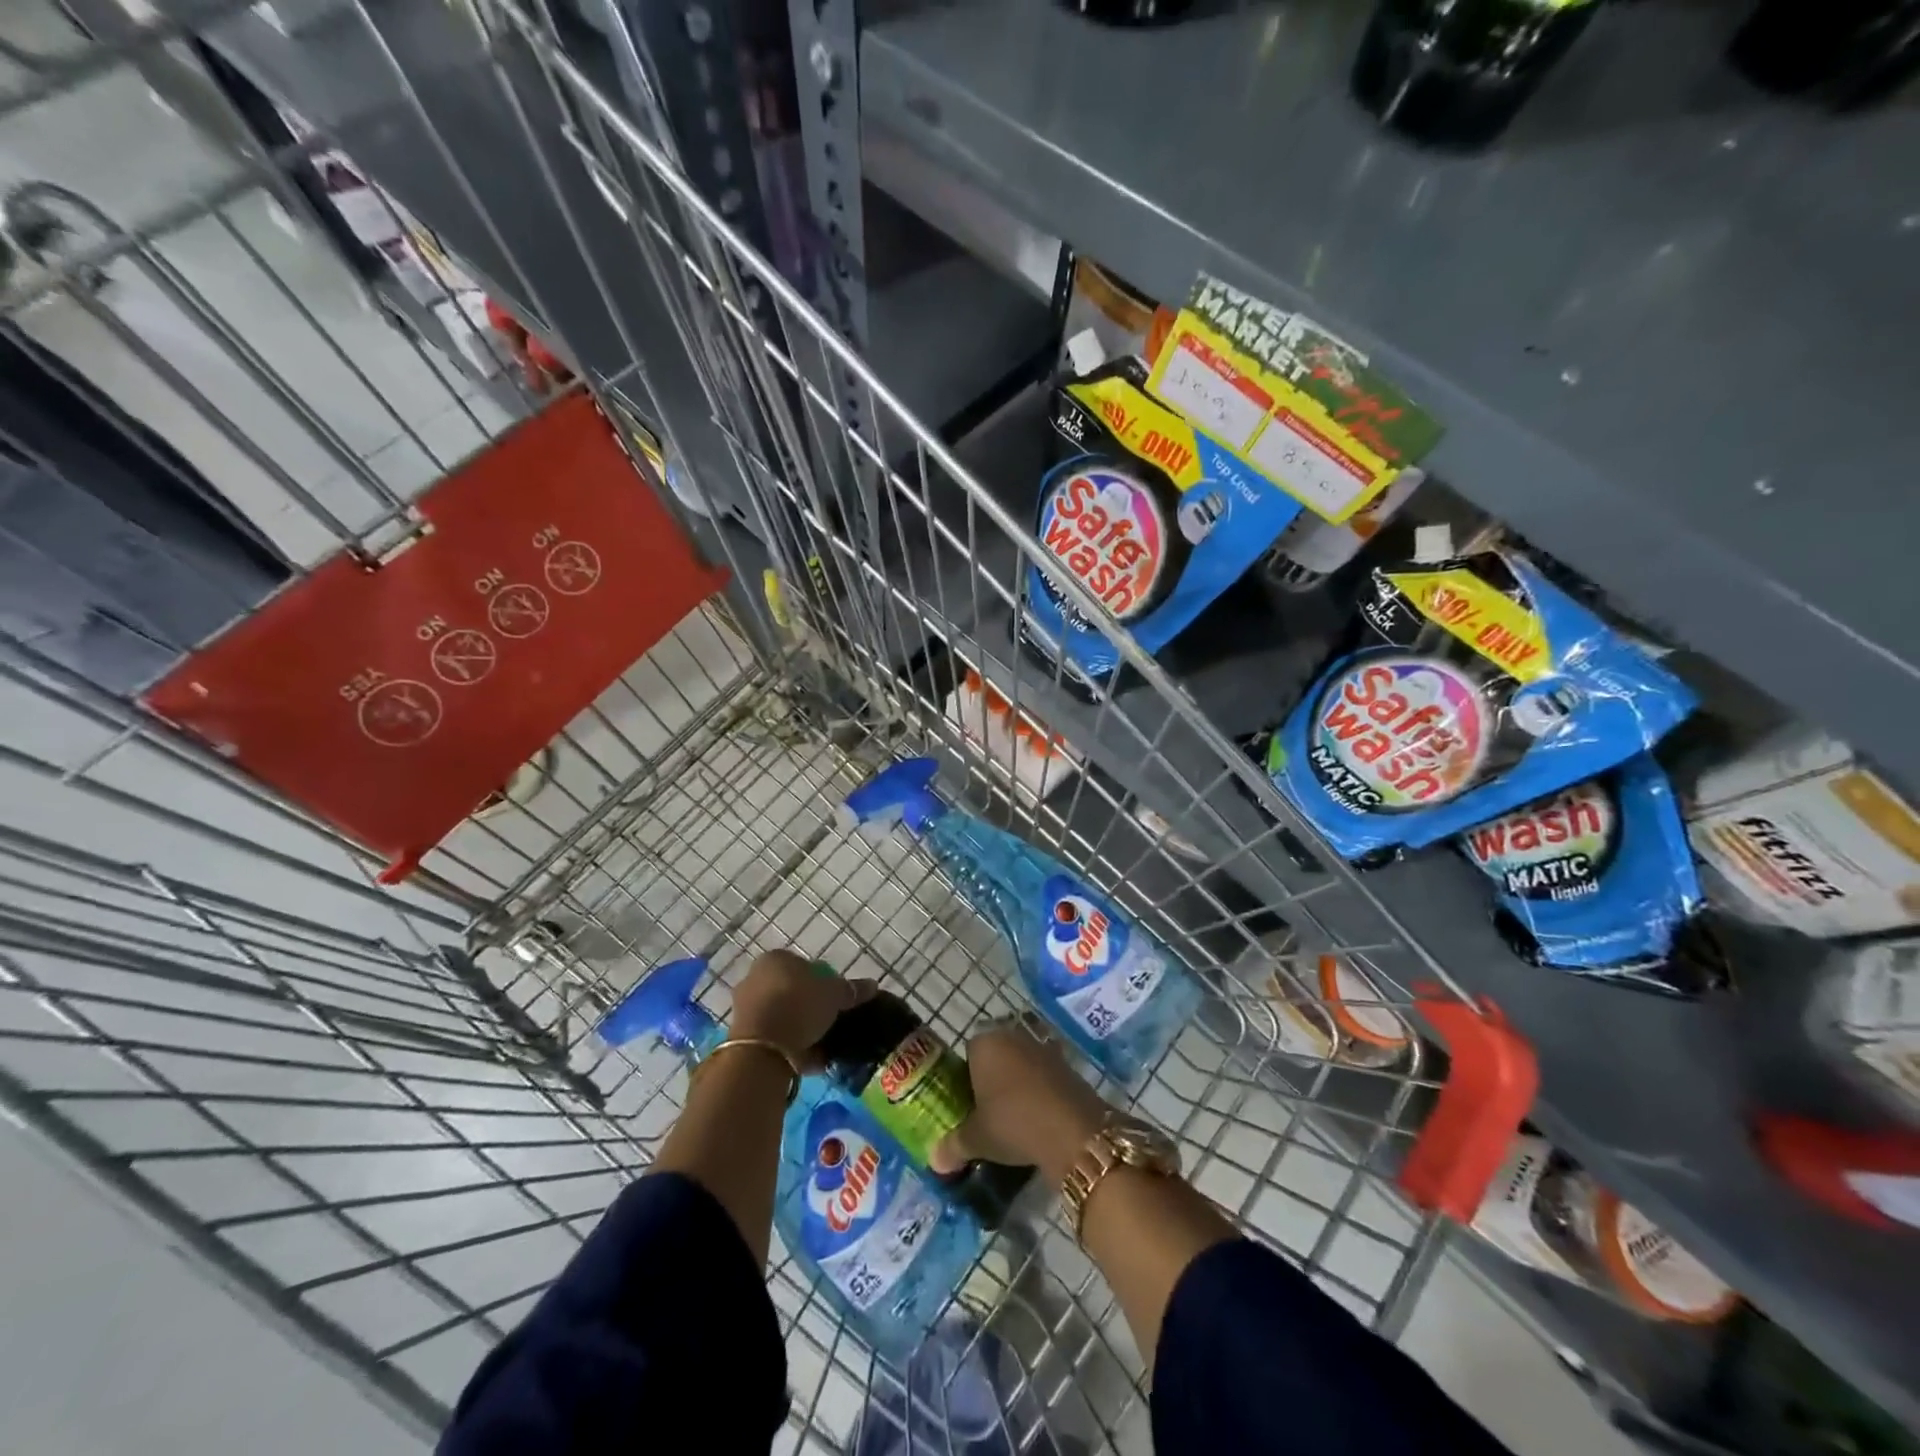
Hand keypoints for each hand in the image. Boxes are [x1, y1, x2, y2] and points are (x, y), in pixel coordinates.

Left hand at [730, 949, 875, 1070]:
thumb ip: (851, 989)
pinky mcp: (742, 1036)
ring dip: (799, 1028)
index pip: (803, 965)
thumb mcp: (834, 994)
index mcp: (776, 958)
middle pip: (790, 990)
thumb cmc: (799, 1005)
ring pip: (781, 1015)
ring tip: (820, 1045)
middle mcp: (755, 977)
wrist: (762, 1048)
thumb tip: (873, 985)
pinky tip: (807, 1060)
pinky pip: (773, 1037)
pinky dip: (789, 1046)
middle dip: (809, 1005)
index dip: (822, 981)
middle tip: (828, 1021)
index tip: (835, 999)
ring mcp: (745, 1007)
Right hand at [931, 1016, 1114, 1180]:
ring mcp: (1041, 1045)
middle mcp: (1012, 1035)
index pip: (969, 1052)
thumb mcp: (977, 1139)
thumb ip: (953, 1146)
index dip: (968, 1077)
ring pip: (1021, 1061)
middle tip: (990, 1111)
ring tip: (1016, 1116)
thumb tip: (935, 1161)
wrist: (1071, 1130)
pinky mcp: (1066, 1061)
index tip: (971, 1105)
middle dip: (994, 1076)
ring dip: (1019, 1081)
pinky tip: (1039, 1115)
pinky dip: (1040, 1088)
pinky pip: (1043, 1072)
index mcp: (984, 1043)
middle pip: (996, 1053)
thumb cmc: (1012, 1124)